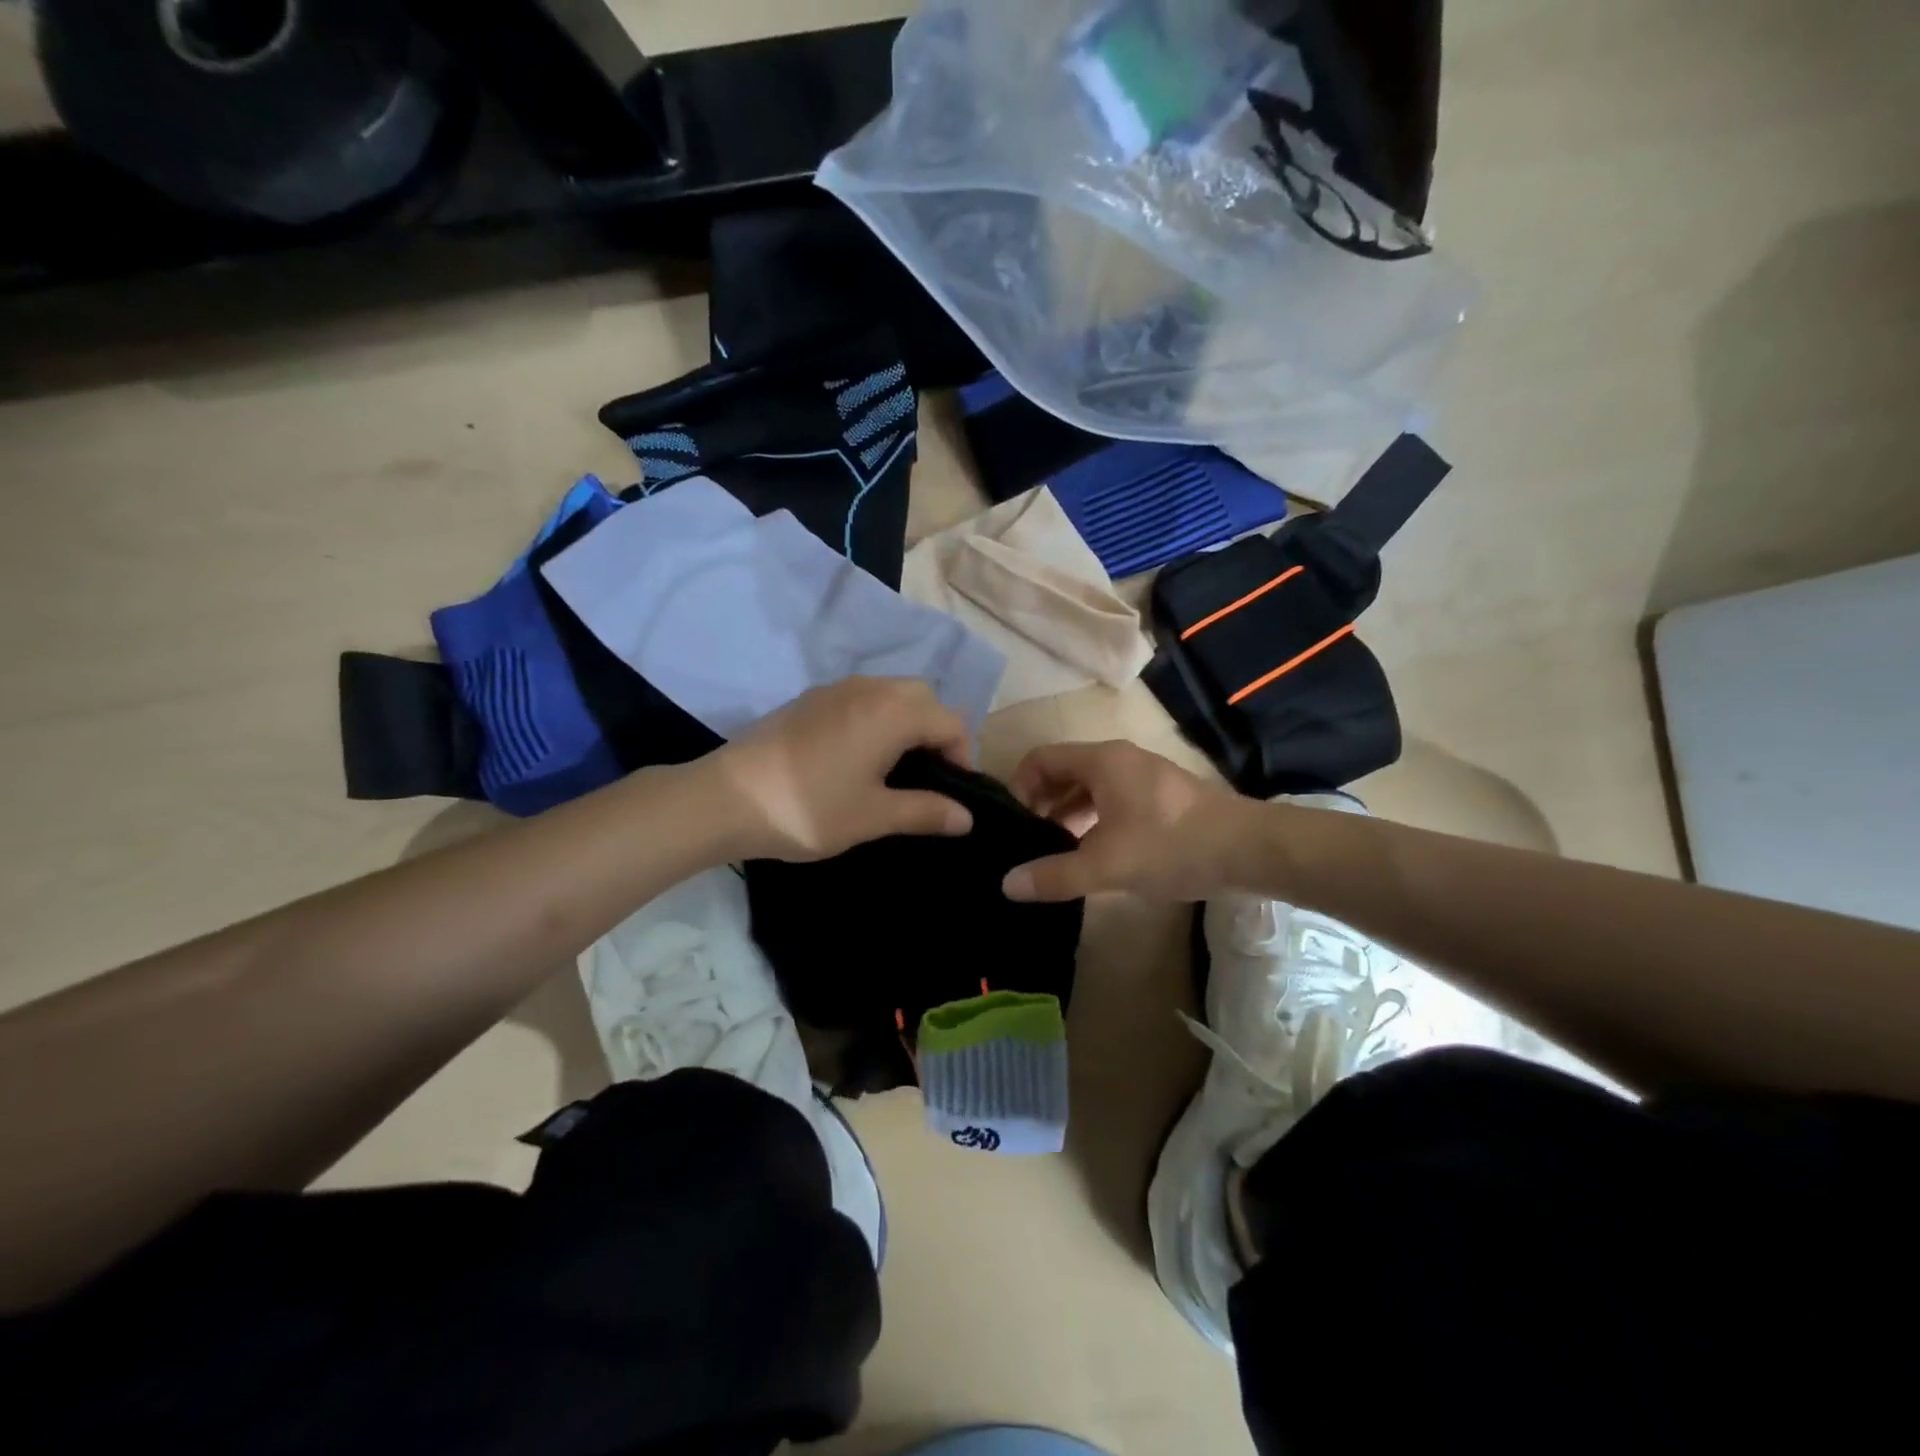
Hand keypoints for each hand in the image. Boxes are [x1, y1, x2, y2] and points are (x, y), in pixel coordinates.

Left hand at [706, 678, 974, 860]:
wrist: (725, 799)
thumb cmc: (808, 809)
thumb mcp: (873, 816)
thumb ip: (926, 811)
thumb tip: (967, 817)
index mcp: (892, 712)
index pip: (951, 722)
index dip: (963, 756)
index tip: (952, 794)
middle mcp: (869, 688)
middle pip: (924, 697)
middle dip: (937, 732)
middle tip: (928, 776)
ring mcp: (835, 689)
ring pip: (892, 693)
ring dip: (907, 722)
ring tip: (896, 768)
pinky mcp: (810, 699)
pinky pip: (862, 697)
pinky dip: (878, 718)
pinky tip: (858, 756)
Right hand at [1001, 740, 1254, 901]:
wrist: (1248, 849)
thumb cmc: (1171, 846)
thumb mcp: (1106, 865)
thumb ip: (1054, 875)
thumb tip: (1006, 884)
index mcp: (1101, 761)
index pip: (1040, 758)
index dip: (1018, 787)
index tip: (1014, 824)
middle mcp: (1119, 759)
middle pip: (1063, 771)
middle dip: (1041, 803)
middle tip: (1028, 842)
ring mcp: (1143, 776)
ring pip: (1089, 787)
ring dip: (1067, 814)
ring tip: (1055, 851)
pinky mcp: (1160, 797)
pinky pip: (1112, 800)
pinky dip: (1093, 819)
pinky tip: (1093, 853)